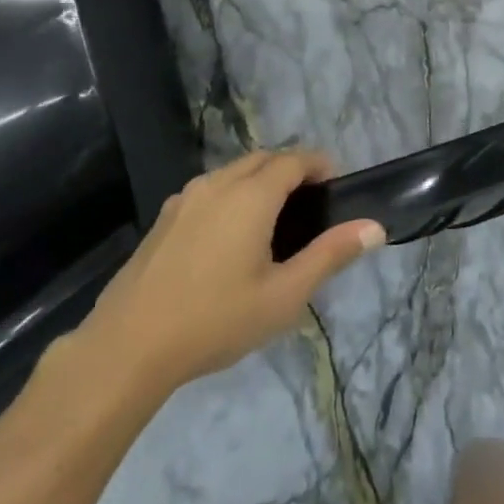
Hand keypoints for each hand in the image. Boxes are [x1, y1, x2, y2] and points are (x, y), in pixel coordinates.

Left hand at [82, 150, 384, 395]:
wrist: (128, 345)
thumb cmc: (216, 319)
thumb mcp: (284, 295)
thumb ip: (330, 255)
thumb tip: (374, 227)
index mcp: (251, 195)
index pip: (293, 160)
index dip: (319, 164)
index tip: (336, 184)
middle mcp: (217, 183)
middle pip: (262, 158)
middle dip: (291, 169)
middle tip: (311, 203)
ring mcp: (185, 198)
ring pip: (232, 172)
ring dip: (259, 180)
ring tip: (275, 219)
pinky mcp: (164, 217)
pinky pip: (209, 190)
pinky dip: (232, 194)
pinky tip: (231, 236)